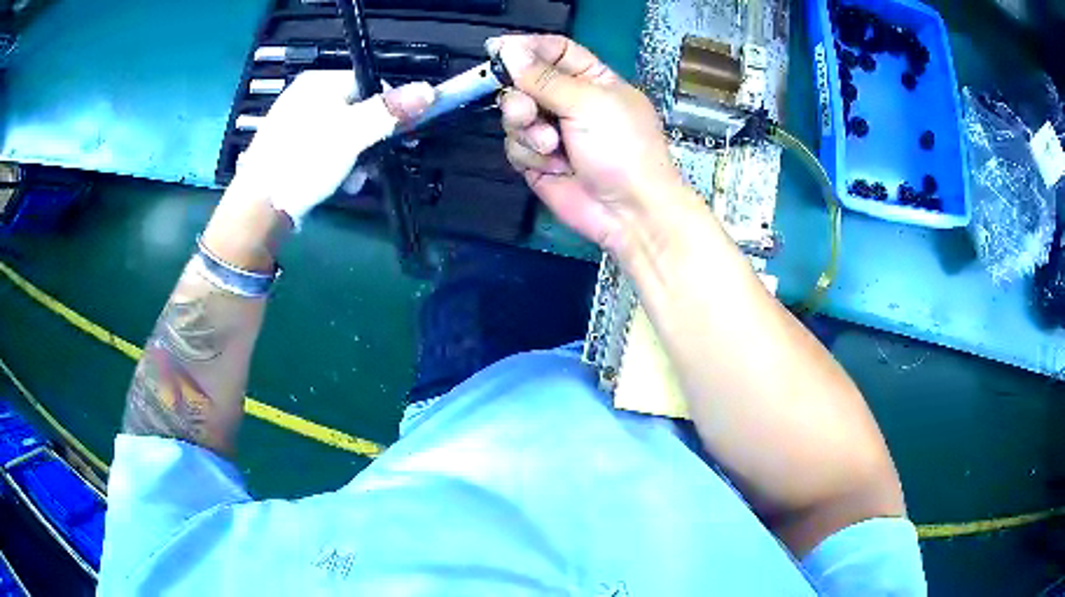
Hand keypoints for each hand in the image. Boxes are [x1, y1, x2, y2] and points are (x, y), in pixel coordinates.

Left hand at [230, 71, 435, 227]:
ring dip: (357, 158)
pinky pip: (324, 149)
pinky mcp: (289, 149)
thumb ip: (389, 111)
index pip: (370, 83)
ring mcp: (295, 123)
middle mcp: (306, 97)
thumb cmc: (303, 163)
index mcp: (319, 83)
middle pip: (357, 110)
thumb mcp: (351, 134)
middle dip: (371, 140)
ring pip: (343, 133)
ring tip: (354, 180)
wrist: (258, 208)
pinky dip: (337, 165)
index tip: (399, 137)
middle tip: (374, 164)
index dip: (389, 109)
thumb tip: (429, 89)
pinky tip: (337, 184)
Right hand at [489, 35, 684, 254]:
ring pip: (514, 115)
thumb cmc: (622, 149)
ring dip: (526, 130)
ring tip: (551, 146)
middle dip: (520, 97)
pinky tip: (553, 166)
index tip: (497, 50)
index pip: (554, 51)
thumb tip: (508, 49)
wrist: (629, 212)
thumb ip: (543, 77)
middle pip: (524, 82)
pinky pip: (514, 146)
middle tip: (528, 111)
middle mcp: (569, 101)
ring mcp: (552, 131)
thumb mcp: (587, 103)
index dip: (526, 48)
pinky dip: (529, 155)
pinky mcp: (538, 160)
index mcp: (592, 79)